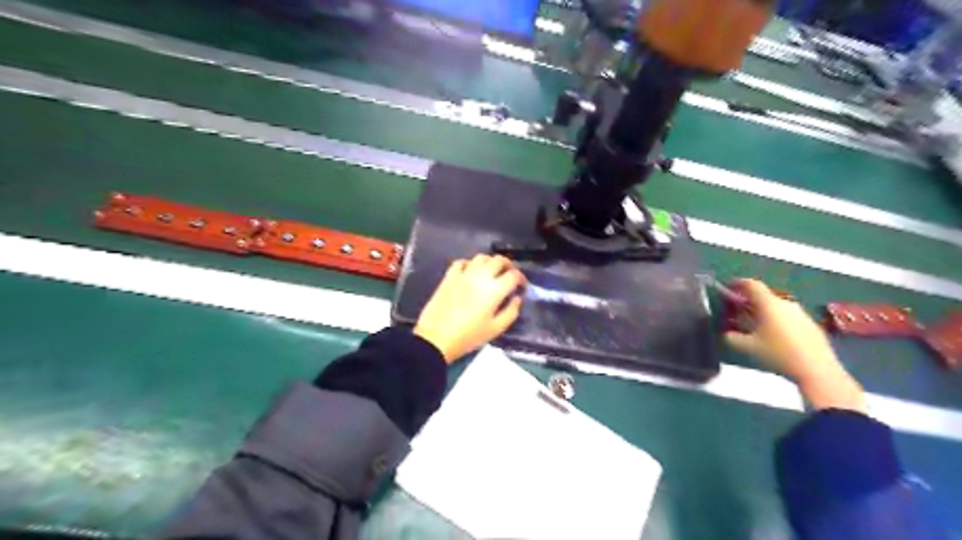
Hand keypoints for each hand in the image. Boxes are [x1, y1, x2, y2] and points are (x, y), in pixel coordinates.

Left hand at [413, 255, 525, 365]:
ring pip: (481, 257)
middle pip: (499, 260)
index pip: (513, 275)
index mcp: (494, 290)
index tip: (522, 287)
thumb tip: (517, 298)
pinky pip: (461, 262)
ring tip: (492, 272)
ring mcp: (463, 274)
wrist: (436, 338)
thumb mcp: (496, 329)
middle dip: (509, 265)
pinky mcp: (449, 277)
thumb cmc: (469, 336)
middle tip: (510, 275)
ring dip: (490, 262)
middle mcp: (480, 276)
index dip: (521, 279)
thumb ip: (511, 312)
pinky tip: (471, 272)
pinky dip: (469, 264)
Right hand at [725, 278, 867, 413]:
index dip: (738, 284)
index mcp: (769, 304)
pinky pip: (789, 317)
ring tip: (756, 328)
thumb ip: (732, 338)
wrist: (817, 370)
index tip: (729, 287)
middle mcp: (786, 304)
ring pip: (777, 307)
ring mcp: (801, 314)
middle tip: (739, 313)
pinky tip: (776, 338)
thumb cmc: (779, 354)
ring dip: (764, 313)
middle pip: (764, 296)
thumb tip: (726, 334)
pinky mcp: (811, 325)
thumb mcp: (748, 347)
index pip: (752, 285)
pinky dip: (778, 321)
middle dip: (749, 302)